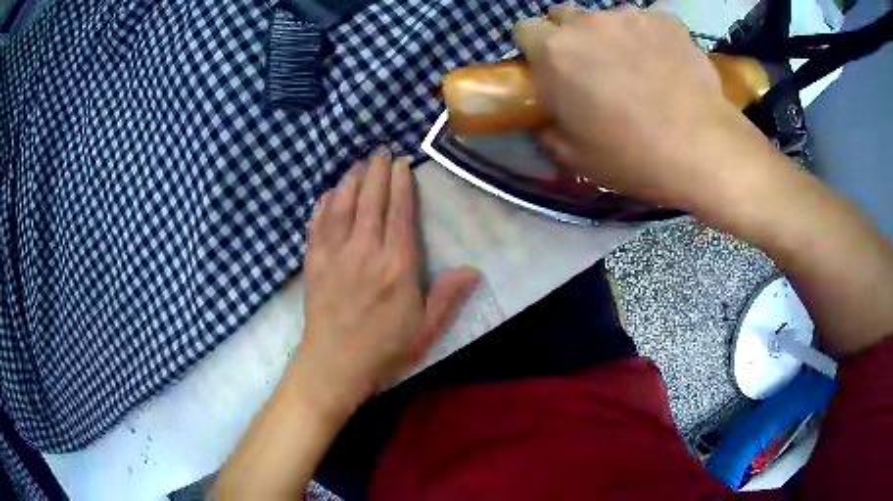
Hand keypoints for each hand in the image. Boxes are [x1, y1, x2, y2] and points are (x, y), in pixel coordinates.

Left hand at [294, 149, 478, 416]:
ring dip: (350, 181)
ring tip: (358, 163)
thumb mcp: (426, 330)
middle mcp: (365, 251)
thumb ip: (448, 297)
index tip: (401, 164)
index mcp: (397, 266)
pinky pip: (317, 225)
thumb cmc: (384, 351)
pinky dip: (322, 206)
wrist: (334, 366)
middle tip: (380, 151)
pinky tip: (327, 194)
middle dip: (376, 172)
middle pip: (370, 201)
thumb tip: (472, 269)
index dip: (401, 185)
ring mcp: (335, 255)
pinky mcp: (314, 263)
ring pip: (342, 206)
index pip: (400, 213)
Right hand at [514, 6, 779, 211]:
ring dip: (611, 37)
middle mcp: (585, 23)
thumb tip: (548, 121)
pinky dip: (649, 37)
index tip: (552, 70)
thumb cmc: (633, 156)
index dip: (536, 49)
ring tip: (638, 67)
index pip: (525, 30)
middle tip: (593, 68)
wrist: (704, 149)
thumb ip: (549, 130)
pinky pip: (646, 22)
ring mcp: (628, 16)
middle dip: (570, 37)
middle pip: (563, 16)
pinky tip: (666, 63)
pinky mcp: (665, 19)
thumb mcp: (576, 157)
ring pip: (606, 18)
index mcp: (554, 52)